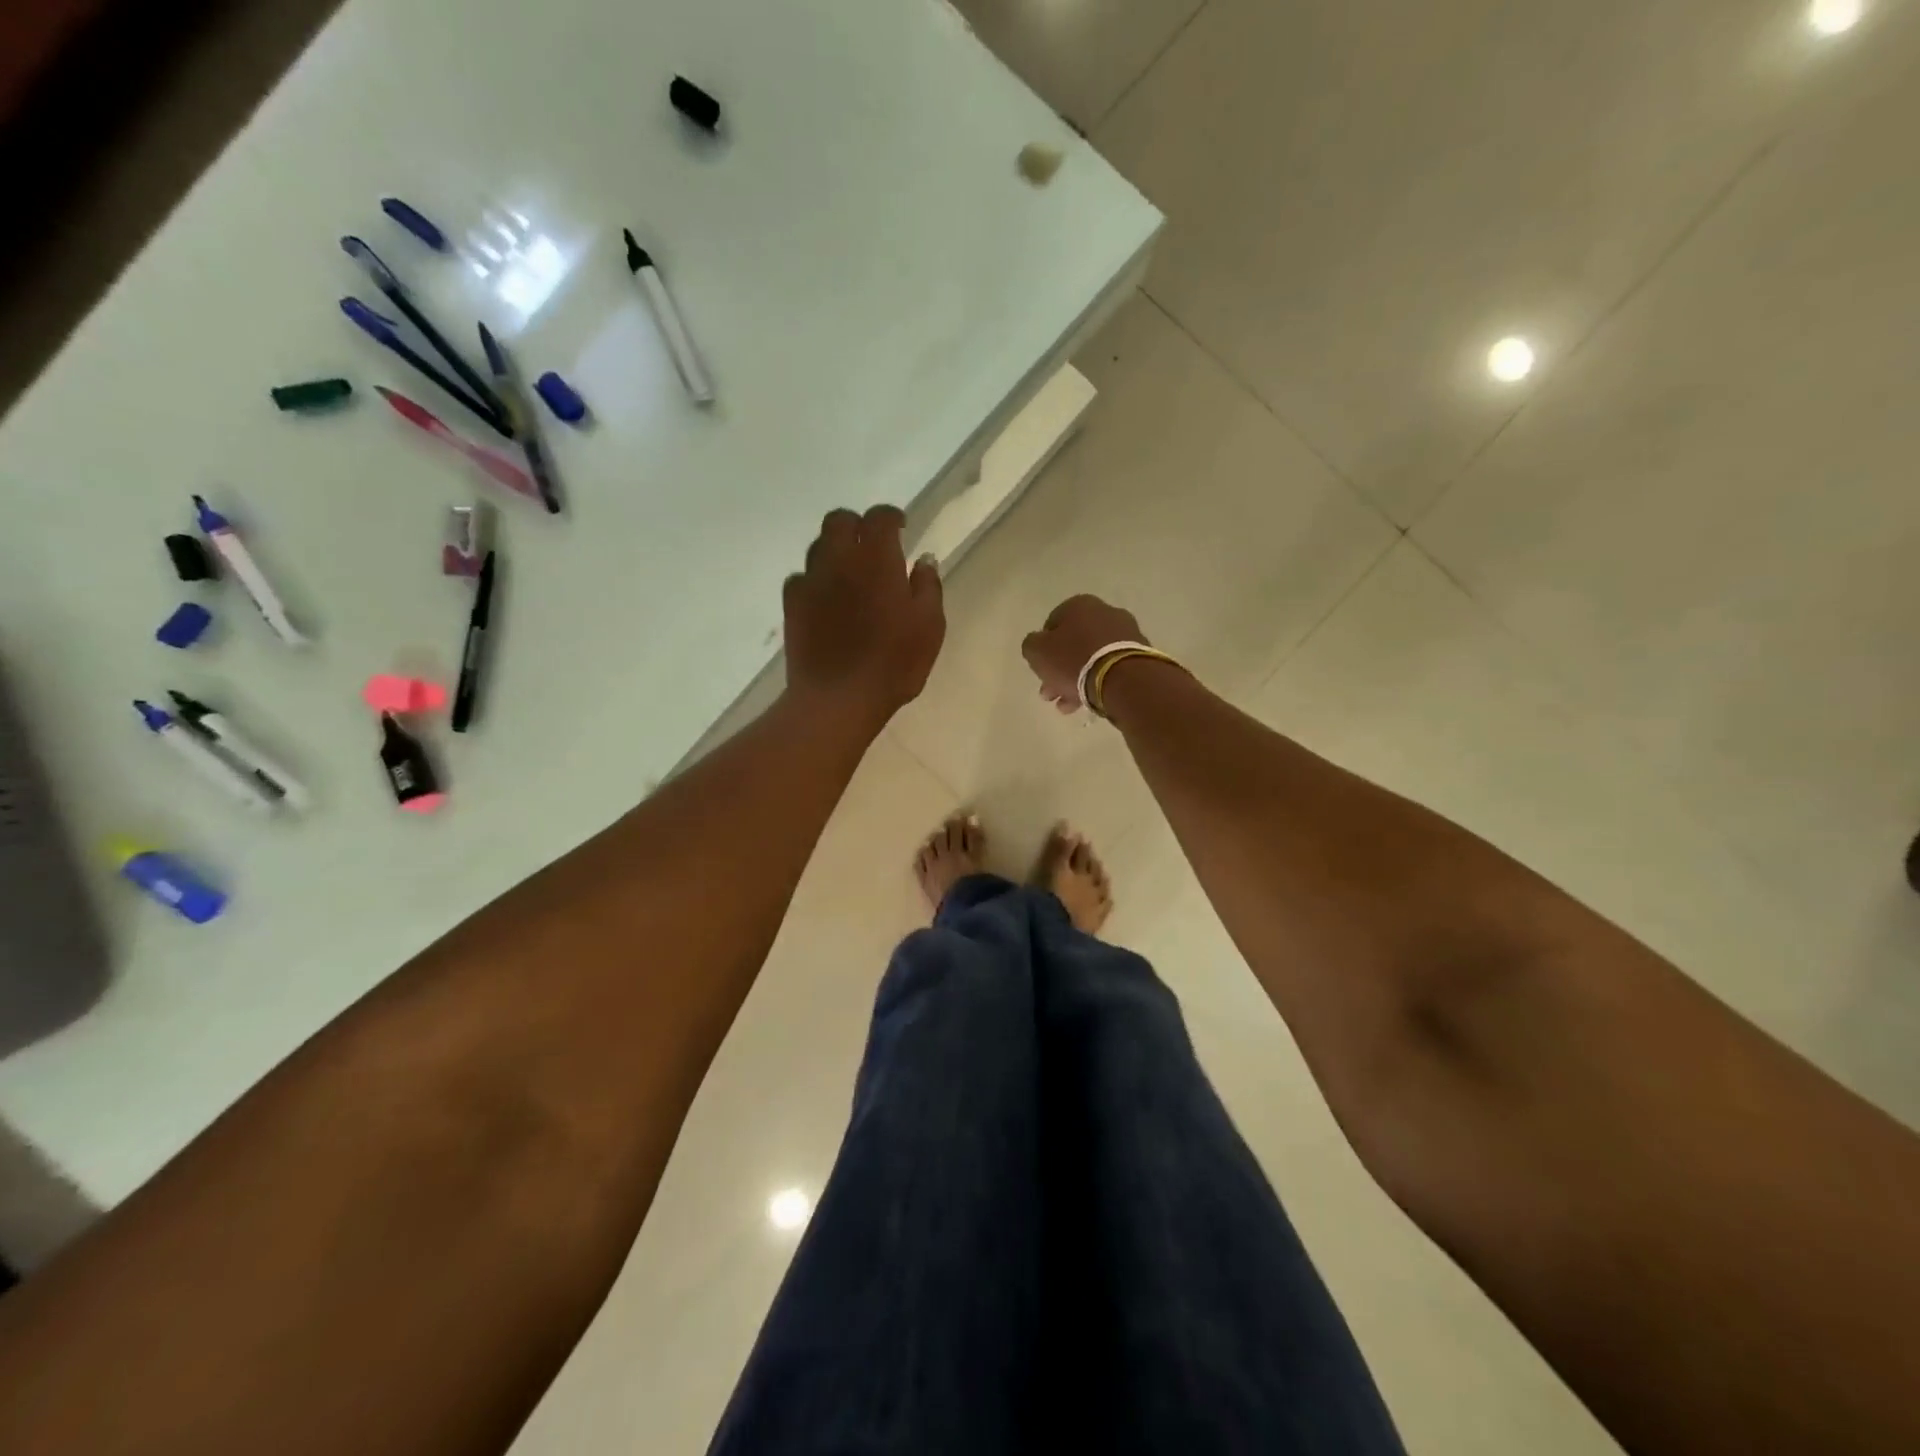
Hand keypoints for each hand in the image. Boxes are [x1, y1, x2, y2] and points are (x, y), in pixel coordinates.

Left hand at [784, 505, 944, 726]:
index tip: (901, 527)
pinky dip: (815, 579)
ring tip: (850, 572)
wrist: (838, 698)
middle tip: (871, 545)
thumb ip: (928, 587)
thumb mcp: (929, 627)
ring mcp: (810, 581)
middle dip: (857, 525)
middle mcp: (839, 560)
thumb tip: (924, 560)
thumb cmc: (893, 664)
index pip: (879, 518)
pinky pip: (801, 578)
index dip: (891, 517)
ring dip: (835, 550)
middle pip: (839, 521)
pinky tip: (826, 598)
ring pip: (818, 546)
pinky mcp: (791, 605)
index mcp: (876, 559)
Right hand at [1021, 595, 1147, 712]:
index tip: (1040, 669)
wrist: (1123, 679)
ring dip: (1075, 681)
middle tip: (1050, 693)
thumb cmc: (1074, 660)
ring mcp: (1126, 633)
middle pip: (1073, 644)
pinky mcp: (1139, 655)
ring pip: (1091, 658)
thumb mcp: (1037, 652)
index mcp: (1079, 605)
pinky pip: (1109, 668)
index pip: (1052, 624)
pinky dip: (1096, 683)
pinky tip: (1085, 703)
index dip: (1043, 648)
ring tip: (1066, 706)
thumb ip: (1031, 645)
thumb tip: (1038, 645)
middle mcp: (1105, 612)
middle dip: (1058, 670)